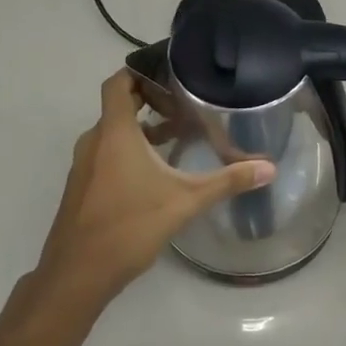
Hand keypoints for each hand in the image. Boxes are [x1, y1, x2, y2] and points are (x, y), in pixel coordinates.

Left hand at [38, 69, 274, 301]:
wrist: (76, 274)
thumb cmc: (129, 226)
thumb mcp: (185, 201)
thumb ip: (226, 182)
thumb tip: (269, 168)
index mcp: (114, 132)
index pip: (119, 83)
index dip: (140, 71)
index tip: (168, 72)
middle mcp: (95, 141)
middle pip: (119, 106)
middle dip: (149, 101)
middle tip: (183, 104)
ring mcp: (84, 165)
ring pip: (113, 133)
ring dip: (140, 129)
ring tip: (176, 136)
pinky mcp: (82, 187)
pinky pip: (105, 154)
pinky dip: (128, 151)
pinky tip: (154, 173)